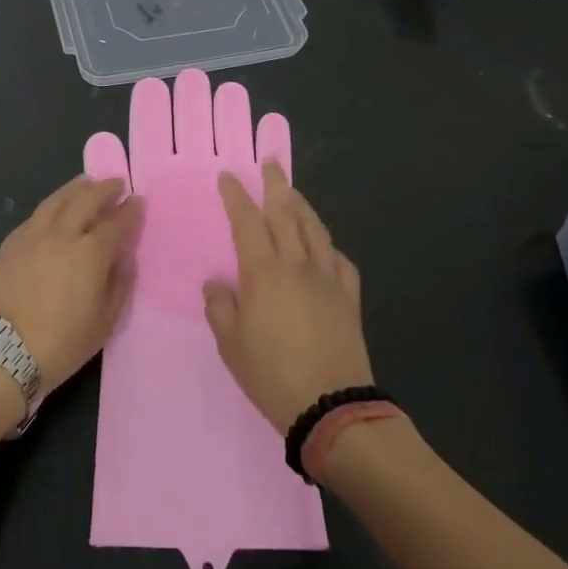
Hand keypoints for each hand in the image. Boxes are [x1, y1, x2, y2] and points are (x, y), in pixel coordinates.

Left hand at [0, 177, 140, 392]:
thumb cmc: (59, 344)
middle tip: (116, 183)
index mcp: (91, 252)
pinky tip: (55, 208)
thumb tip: (124, 260)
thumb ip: (119, 286)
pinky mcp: (10, 243)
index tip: (138, 201)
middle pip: (87, 198)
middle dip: (105, 188)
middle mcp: (63, 233)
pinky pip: (37, 214)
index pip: (118, 222)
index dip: (131, 211)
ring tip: (86, 183)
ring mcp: (33, 234)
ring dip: (76, 188)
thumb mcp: (104, 323)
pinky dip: (53, 205)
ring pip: (58, 199)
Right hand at [205, 161, 373, 433]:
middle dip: (275, 184)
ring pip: (314, 229)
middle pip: (285, 212)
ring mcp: (327, 278)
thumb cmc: (272, 375)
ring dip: (302, 205)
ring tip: (293, 192)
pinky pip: (339, 259)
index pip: (247, 221)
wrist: (332, 406)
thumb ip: (221, 308)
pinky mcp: (349, 297)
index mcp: (263, 272)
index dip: (236, 195)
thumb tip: (218, 283)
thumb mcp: (231, 345)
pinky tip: (324, 247)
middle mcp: (297, 264)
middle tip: (270, 162)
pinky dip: (327, 245)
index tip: (229, 176)